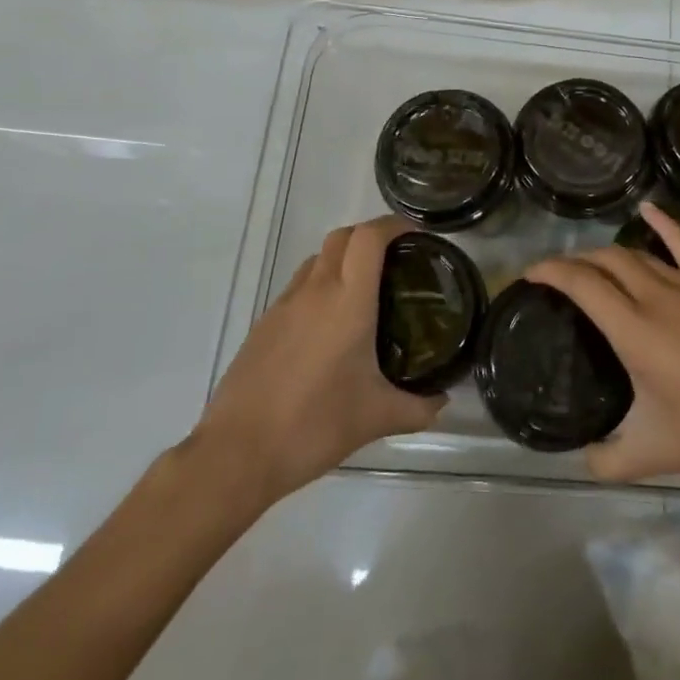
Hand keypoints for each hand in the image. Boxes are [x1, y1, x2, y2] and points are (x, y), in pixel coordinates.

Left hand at [194, 217, 444, 508]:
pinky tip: (330, 327)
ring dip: (343, 259)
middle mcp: (315, 290)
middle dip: (370, 236)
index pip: (369, 237)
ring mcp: (284, 304)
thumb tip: (443, 400)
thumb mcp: (377, 418)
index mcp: (348, 300)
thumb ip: (418, 407)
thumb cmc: (314, 426)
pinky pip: (299, 287)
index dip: (394, 225)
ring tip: (365, 291)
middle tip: (396, 260)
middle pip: (342, 236)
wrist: (237, 453)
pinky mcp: (264, 323)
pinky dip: (320, 287)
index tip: (416, 235)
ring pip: (317, 259)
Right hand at [526, 203, 679, 491]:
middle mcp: (657, 297)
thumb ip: (605, 460)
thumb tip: (581, 458)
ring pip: (638, 255)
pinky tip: (646, 210)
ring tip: (591, 264)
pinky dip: (662, 223)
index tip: (530, 274)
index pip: (582, 284)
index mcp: (635, 331)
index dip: (551, 271)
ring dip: (608, 254)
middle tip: (558, 275)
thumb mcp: (651, 456)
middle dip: (575, 261)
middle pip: (606, 261)